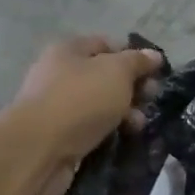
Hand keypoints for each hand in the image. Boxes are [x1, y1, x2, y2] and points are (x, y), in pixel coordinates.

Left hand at [8, 37, 163, 194]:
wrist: (39, 149)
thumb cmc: (80, 99)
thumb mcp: (117, 72)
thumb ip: (138, 62)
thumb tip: (154, 55)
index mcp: (69, 50)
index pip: (107, 45)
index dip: (133, 56)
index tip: (155, 74)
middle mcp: (59, 74)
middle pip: (104, 76)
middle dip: (132, 88)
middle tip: (151, 101)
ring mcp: (57, 106)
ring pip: (100, 105)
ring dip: (123, 113)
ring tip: (138, 126)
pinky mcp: (58, 136)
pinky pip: (91, 129)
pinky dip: (108, 132)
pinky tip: (122, 139)